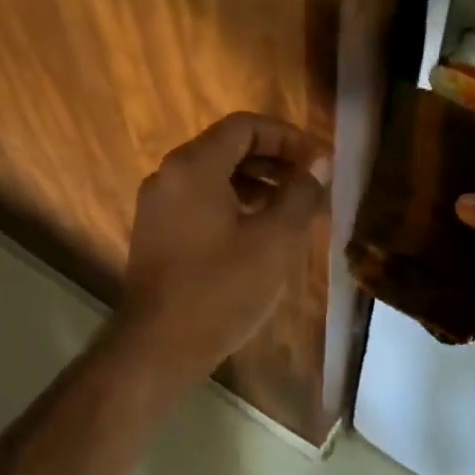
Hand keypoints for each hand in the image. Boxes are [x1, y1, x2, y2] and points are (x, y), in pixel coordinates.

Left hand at [116, 113, 329, 382]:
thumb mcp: (273, 241)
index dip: (288, 137)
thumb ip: (300, 194)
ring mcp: (157, 205)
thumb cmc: (220, 290)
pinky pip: (199, 201)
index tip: (319, 162)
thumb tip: (319, 164)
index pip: (245, 127)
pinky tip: (258, 232)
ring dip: (256, 183)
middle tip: (311, 183)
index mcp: (193, 166)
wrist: (157, 347)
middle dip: (274, 160)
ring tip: (291, 208)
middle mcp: (168, 175)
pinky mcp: (155, 232)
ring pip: (213, 176)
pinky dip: (232, 204)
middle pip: (227, 147)